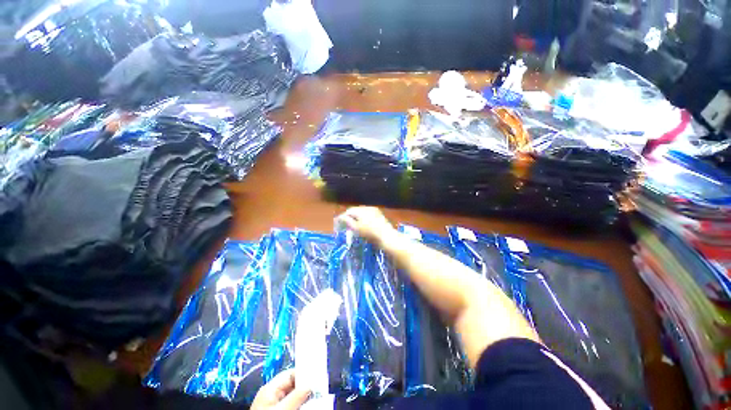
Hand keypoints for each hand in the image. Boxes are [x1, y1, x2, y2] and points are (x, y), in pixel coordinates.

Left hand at [251, 369, 310, 409]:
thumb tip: (310, 385)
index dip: (303, 375)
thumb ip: (296, 397)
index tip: (316, 378)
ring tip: (315, 399)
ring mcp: (272, 405)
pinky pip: (289, 405)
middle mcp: (271, 394)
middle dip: (304, 388)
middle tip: (318, 391)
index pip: (290, 374)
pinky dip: (298, 405)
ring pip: (292, 396)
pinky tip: (307, 406)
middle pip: (291, 385)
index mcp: (270, 388)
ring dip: (303, 398)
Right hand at [337, 207, 398, 246]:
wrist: (387, 236)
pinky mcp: (379, 214)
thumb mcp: (356, 228)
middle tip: (345, 224)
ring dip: (356, 217)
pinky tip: (363, 224)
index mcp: (361, 210)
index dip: (343, 217)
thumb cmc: (370, 233)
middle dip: (350, 216)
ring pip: (362, 212)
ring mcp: (374, 210)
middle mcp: (367, 207)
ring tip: (353, 224)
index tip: (338, 222)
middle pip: (355, 210)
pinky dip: (363, 218)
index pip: (349, 211)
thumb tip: (340, 217)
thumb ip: (347, 221)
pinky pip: (368, 214)